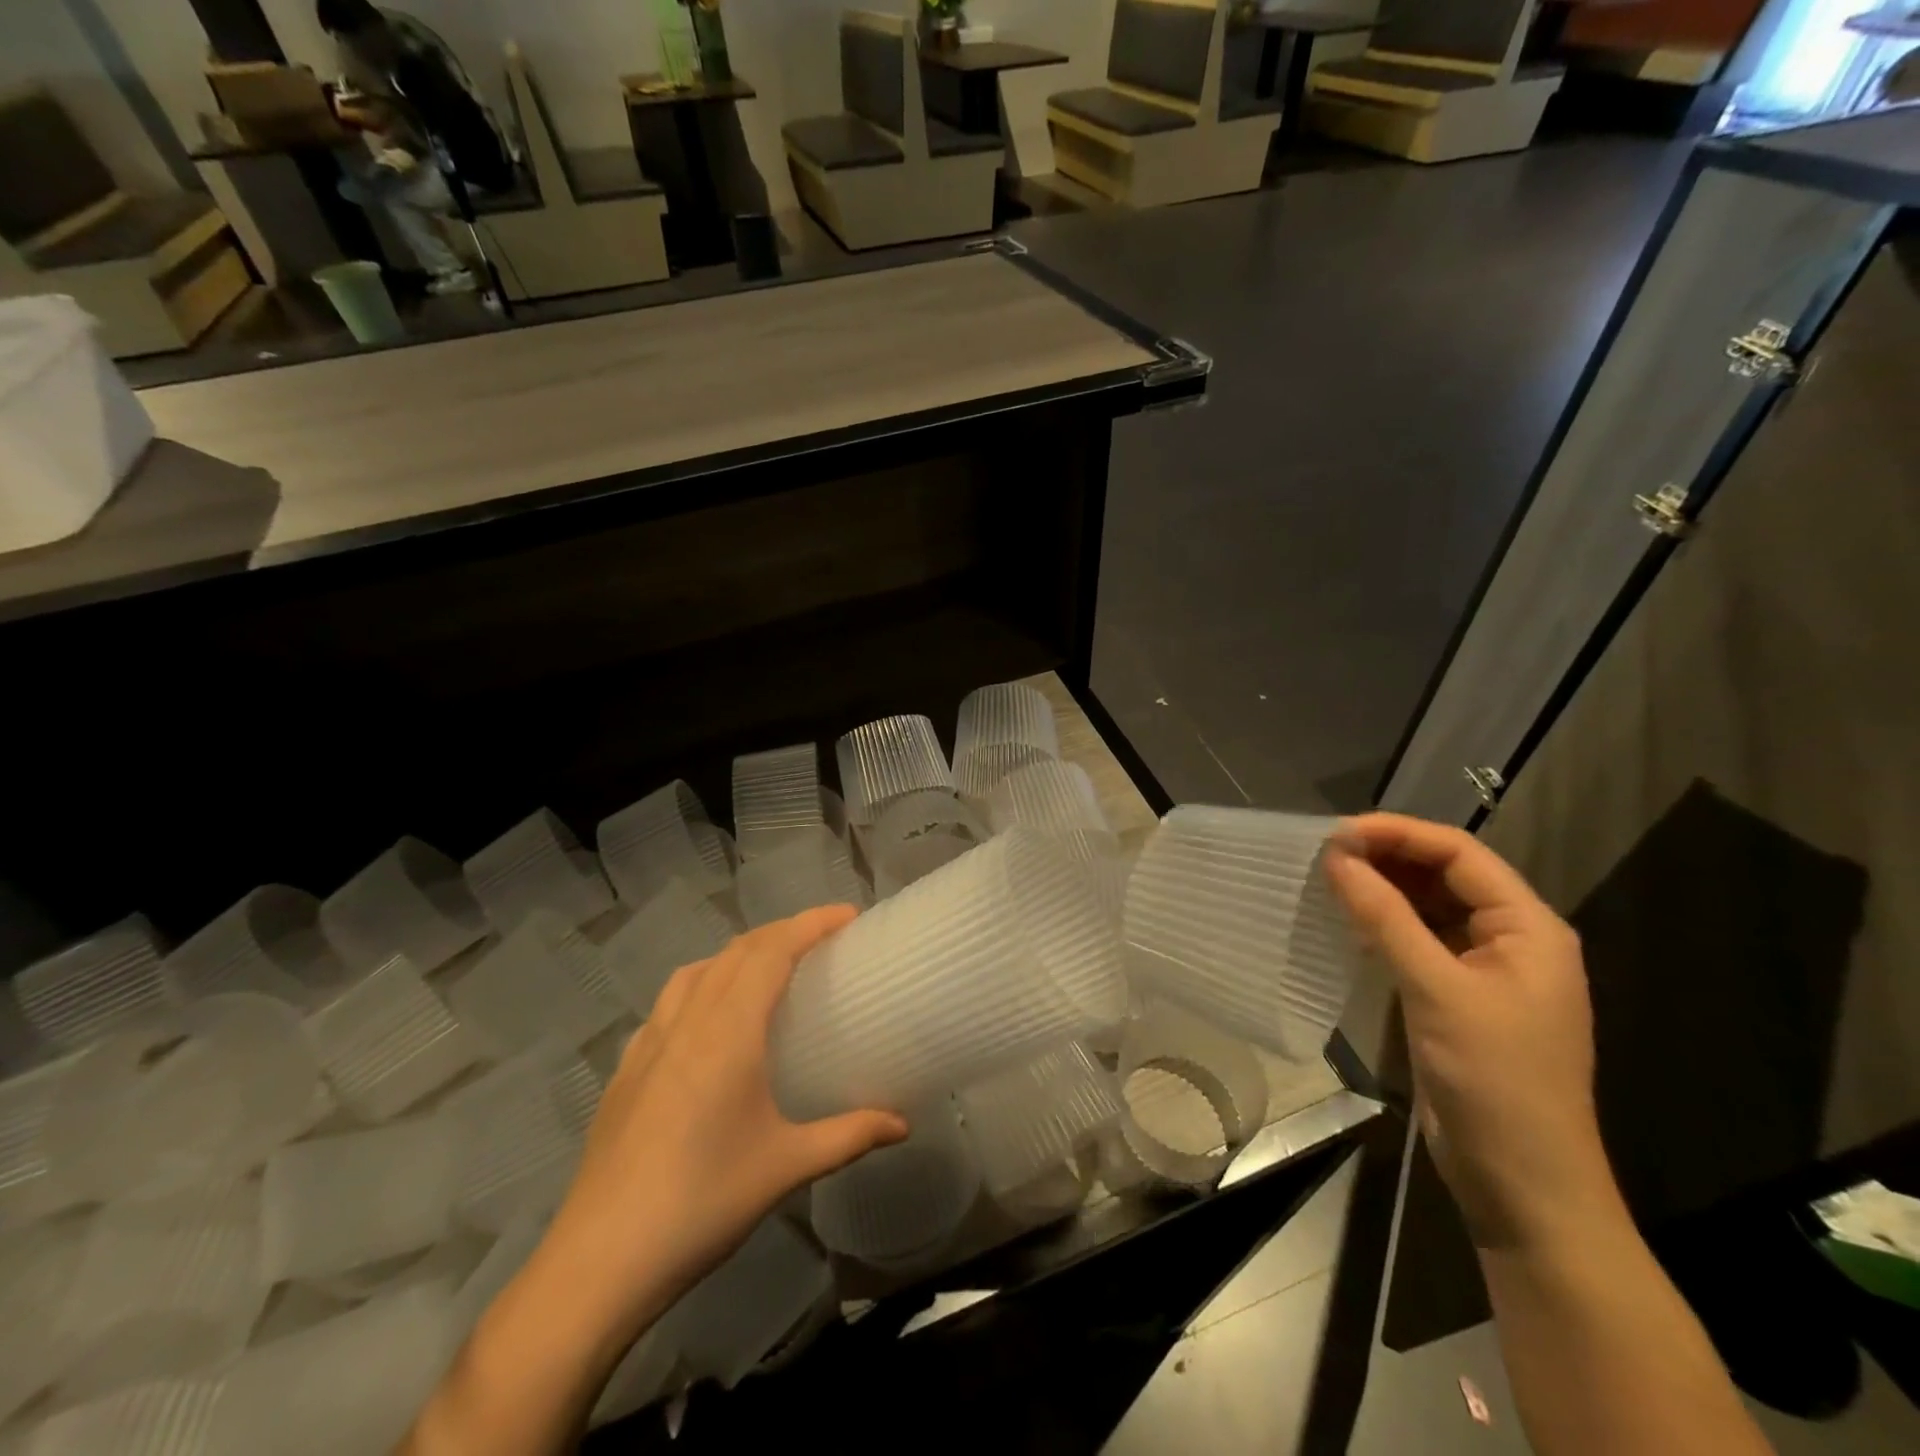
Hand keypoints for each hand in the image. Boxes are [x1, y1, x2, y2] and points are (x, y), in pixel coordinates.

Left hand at [545, 907, 907, 1336]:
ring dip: (739, 954)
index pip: (773, 951)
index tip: (848, 915)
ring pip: (698, 970)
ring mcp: (649, 1042)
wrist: (599, 1262)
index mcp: (728, 1032)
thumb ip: (850, 1135)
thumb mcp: (786, 1167)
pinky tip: (708, 1022)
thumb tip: (904, 1123)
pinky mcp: (626, 1069)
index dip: (811, 923)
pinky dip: (701, 985)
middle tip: (822, 940)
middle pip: (737, 951)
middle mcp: (687, 1021)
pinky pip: (669, 1002)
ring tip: (768, 969)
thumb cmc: (703, 1203)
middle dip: (782, 932)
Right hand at [1325, 814, 1618, 1250]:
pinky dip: (1383, 924)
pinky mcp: (1457, 996)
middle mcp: (1510, 939)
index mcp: (1528, 927)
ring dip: (1382, 889)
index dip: (1399, 834)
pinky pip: (1417, 940)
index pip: (1460, 854)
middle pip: (1445, 875)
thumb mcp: (1437, 991)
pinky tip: (1346, 920)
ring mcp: (1483, 969)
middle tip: (1324, 854)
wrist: (1522, 1183)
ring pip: (1428, 906)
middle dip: (1387, 857)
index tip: (1337, 833)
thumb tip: (1336, 857)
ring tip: (1327, 878)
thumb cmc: (1494, 1080)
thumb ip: (1386, 918)